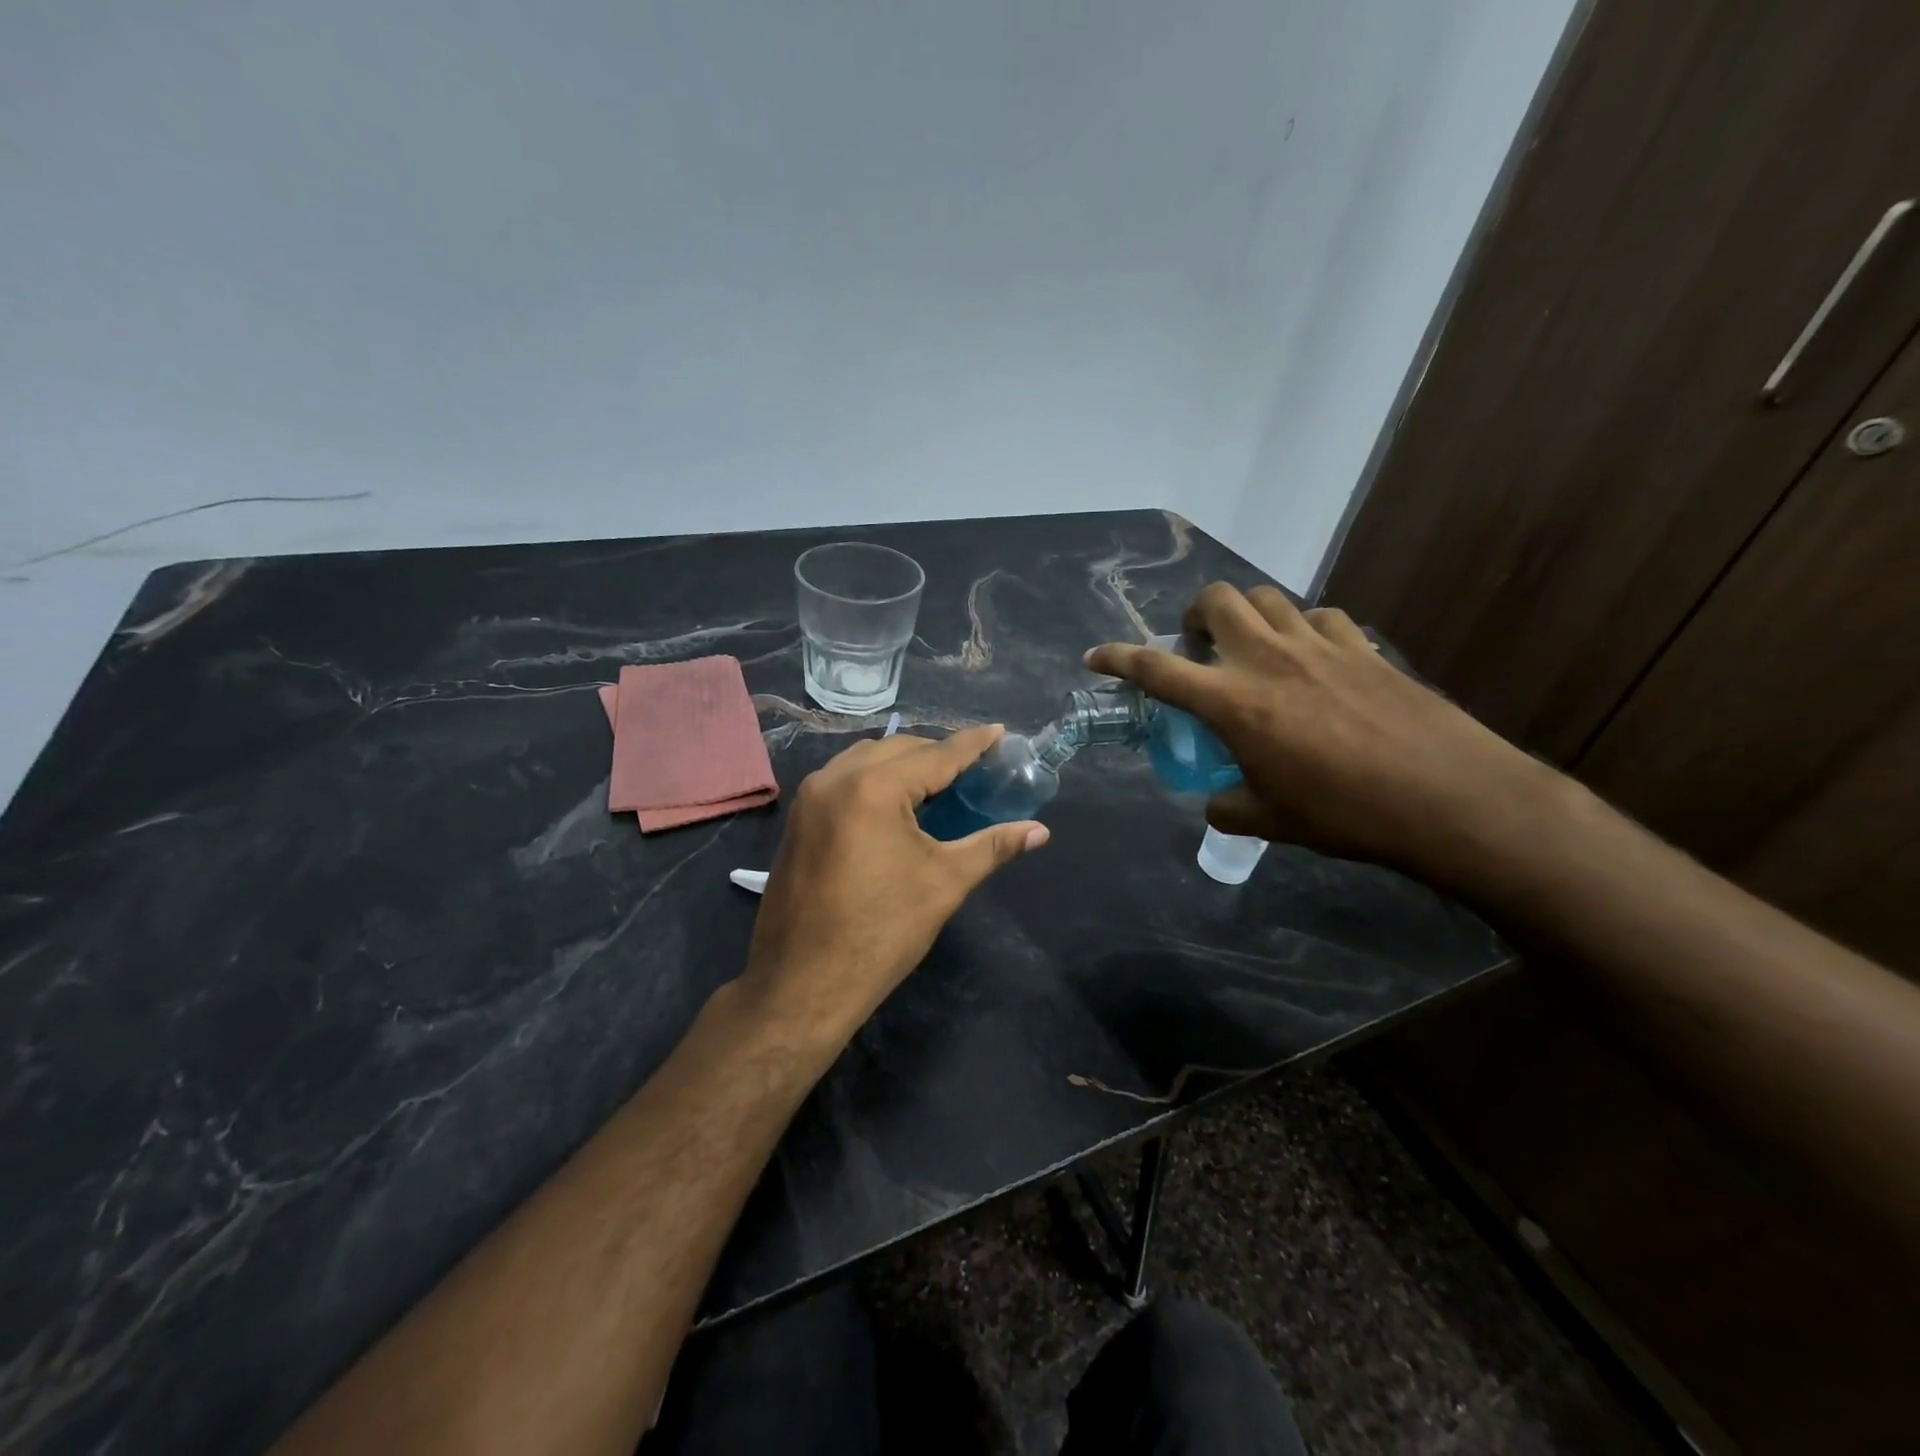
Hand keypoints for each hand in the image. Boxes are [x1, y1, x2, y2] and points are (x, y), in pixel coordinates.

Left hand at [741, 726, 1048, 1038]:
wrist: (802, 984)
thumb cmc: (881, 933)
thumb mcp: (944, 883)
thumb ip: (993, 846)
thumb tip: (1040, 831)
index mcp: (873, 788)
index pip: (935, 754)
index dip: (972, 744)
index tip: (1000, 732)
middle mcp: (835, 779)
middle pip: (899, 749)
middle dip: (938, 753)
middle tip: (975, 768)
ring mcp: (810, 798)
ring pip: (866, 759)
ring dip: (904, 763)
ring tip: (939, 783)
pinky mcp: (798, 818)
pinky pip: (844, 779)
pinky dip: (875, 779)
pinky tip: (896, 804)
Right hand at [1086, 583, 1560, 884]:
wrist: (1448, 798)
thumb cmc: (1346, 813)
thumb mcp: (1271, 821)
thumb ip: (1228, 805)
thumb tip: (1215, 801)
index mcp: (1233, 702)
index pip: (1156, 669)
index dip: (1118, 659)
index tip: (1095, 657)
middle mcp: (1268, 659)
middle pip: (1215, 601)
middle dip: (1192, 616)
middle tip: (1197, 648)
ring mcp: (1319, 645)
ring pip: (1266, 598)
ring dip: (1245, 615)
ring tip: (1250, 648)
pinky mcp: (1363, 647)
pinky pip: (1319, 617)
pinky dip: (1301, 629)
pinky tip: (1311, 658)